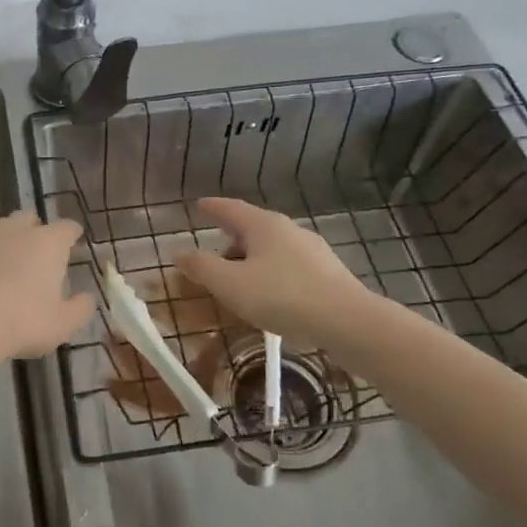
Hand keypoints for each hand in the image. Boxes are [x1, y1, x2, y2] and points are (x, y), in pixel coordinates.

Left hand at [0, 211, 92, 377]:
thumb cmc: (20, 324)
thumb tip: (88, 297)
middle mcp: (13, 228)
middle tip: (30, 255)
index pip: (67, 228)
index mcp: (47, 243)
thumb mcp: (62, 325)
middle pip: (27, 217)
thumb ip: (80, 308)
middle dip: (31, 230)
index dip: (71, 235)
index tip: (72, 244)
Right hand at [174, 197, 368, 342]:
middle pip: (253, 226)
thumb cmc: (281, 296)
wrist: (347, 321)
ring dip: (252, 256)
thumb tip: (179, 252)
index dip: (213, 207)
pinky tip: (269, 293)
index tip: (199, 205)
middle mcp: (289, 230)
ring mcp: (312, 250)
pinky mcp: (328, 273)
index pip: (231, 208)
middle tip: (214, 245)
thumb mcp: (230, 284)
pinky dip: (271, 272)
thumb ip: (202, 267)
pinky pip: (289, 265)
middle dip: (232, 235)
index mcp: (263, 225)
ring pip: (273, 247)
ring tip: (239, 275)